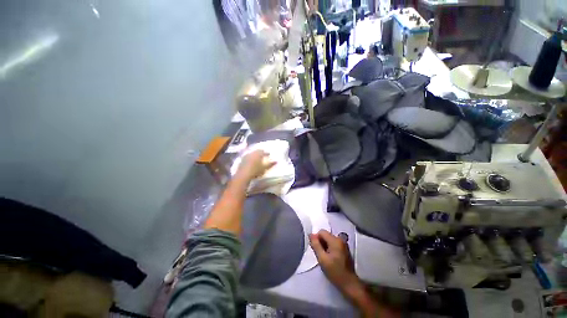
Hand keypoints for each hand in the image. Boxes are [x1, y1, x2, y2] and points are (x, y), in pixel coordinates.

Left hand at [237, 150, 275, 180]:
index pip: (263, 151)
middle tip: (263, 156)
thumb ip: (270, 164)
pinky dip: (250, 159)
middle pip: (257, 151)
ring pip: (252, 154)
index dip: (266, 153)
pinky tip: (251, 163)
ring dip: (255, 156)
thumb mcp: (265, 168)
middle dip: (260, 153)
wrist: (243, 175)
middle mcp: (252, 153)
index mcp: (258, 153)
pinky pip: (247, 158)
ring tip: (257, 159)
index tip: (269, 155)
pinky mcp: (241, 160)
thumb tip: (276, 161)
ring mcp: (246, 156)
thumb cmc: (256, 170)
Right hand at [309, 230, 361, 295]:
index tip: (315, 249)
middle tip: (320, 255)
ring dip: (325, 246)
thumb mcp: (322, 259)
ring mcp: (343, 244)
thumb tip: (311, 235)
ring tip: (325, 258)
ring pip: (329, 240)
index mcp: (335, 240)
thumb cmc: (335, 272)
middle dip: (320, 243)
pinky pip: (333, 244)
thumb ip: (316, 245)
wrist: (349, 283)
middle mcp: (340, 239)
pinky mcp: (345, 249)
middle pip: (326, 235)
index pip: (321, 232)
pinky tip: (330, 258)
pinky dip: (329, 248)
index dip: (316, 239)